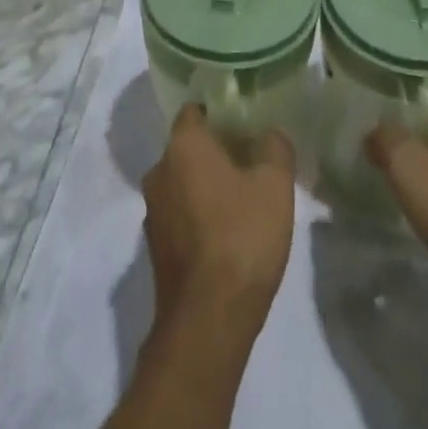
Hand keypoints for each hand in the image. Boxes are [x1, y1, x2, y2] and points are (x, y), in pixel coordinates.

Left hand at [142, 105, 294, 341]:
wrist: (208, 318)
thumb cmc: (242, 236)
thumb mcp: (275, 186)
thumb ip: (275, 148)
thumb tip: (269, 134)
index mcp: (183, 146)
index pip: (195, 110)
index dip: (219, 112)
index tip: (245, 122)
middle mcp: (159, 170)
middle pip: (188, 146)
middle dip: (216, 149)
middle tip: (251, 159)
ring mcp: (152, 209)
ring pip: (182, 180)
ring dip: (206, 183)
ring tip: (242, 196)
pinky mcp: (155, 245)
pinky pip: (179, 212)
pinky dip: (198, 212)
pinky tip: (226, 231)